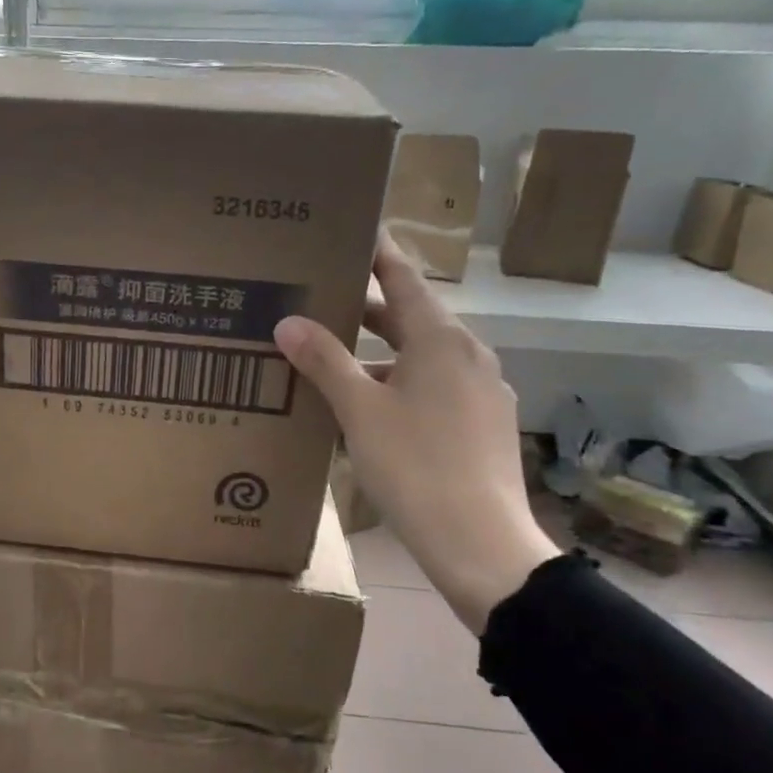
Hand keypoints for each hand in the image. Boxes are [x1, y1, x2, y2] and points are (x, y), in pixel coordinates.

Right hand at [275, 235, 558, 633]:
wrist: (481, 544)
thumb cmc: (416, 466)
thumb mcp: (360, 410)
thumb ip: (324, 361)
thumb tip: (288, 322)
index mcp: (441, 338)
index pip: (403, 277)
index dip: (376, 252)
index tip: (352, 229)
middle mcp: (468, 354)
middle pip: (411, 316)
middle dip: (367, 307)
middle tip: (321, 295)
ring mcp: (482, 391)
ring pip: (423, 356)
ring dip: (381, 352)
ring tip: (335, 357)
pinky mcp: (484, 424)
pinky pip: (436, 387)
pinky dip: (401, 383)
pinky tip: (372, 410)